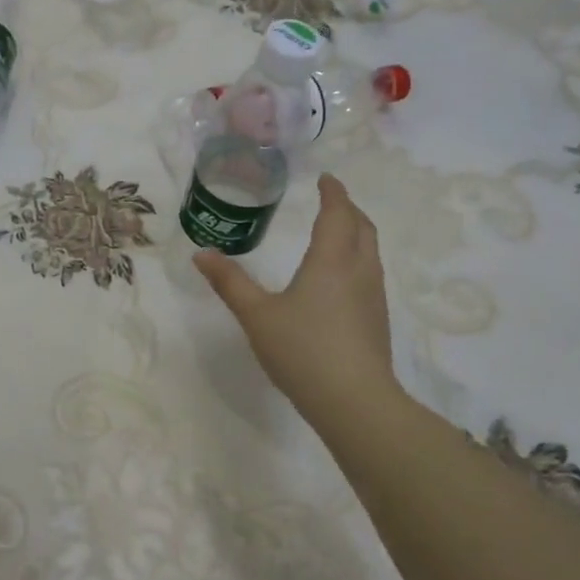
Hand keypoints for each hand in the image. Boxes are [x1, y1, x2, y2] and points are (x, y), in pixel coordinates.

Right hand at [194, 174, 402, 422]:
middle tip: (330, 201)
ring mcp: (373, 296)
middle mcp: (359, 270)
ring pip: (370, 251)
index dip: (333, 192)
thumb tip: (201, 254)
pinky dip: (357, 259)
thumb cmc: (302, 350)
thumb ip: (230, 282)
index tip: (325, 178)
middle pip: (362, 227)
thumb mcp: (256, 315)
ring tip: (336, 233)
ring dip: (356, 233)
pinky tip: (340, 280)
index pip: (337, 213)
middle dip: (348, 208)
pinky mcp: (377, 320)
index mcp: (331, 260)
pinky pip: (370, 274)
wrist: (354, 401)